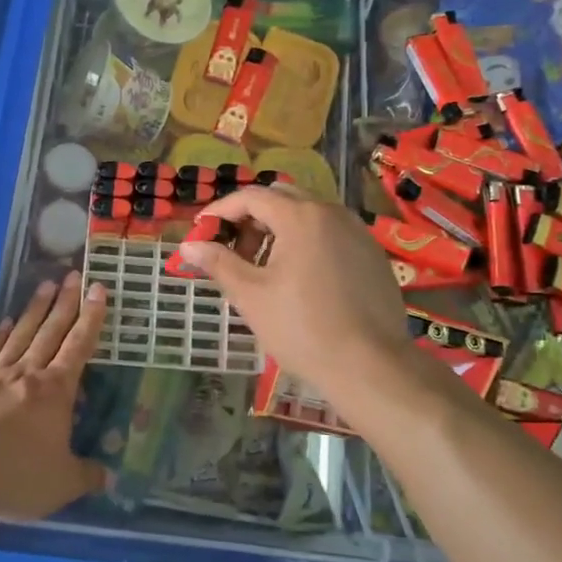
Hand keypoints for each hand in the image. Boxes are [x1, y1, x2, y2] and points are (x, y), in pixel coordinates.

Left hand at [0, 272, 109, 521]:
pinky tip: (6, 323)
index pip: (79, 345)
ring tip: (45, 285)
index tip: (98, 288)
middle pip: (51, 330)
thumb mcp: (61, 484)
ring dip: (36, 310)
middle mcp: (28, 373)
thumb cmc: (13, 476)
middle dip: (66, 302)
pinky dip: (1, 335)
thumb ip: (86, 476)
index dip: (92, 317)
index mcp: (56, 390)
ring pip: (22, 334)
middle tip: (74, 274)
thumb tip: (108, 477)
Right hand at [172, 185, 412, 391]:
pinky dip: (307, 243)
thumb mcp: (251, 296)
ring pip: (309, 215)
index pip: (251, 196)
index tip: (202, 231)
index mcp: (300, 216)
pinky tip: (301, 280)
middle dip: (251, 219)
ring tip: (264, 269)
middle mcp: (332, 213)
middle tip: (234, 252)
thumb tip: (189, 246)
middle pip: (282, 199)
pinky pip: (331, 234)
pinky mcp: (373, 254)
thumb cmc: (303, 328)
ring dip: (279, 231)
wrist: (370, 365)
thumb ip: (219, 263)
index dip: (221, 211)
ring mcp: (357, 232)